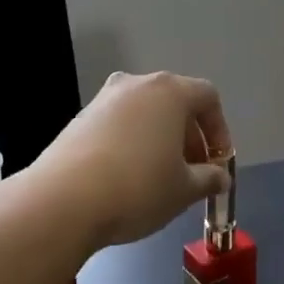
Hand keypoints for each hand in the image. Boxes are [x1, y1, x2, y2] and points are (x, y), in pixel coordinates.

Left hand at [38, 71, 231, 250]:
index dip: (220, 130)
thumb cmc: (138, 187)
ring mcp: (105, 98)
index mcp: (169, 91)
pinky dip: (132, 142)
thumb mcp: (184, 190)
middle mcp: (137, 84)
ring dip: (160, 138)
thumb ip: (209, 178)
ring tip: (161, 177)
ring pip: (145, 112)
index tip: (218, 163)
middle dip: (190, 136)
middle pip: (175, 101)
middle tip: (193, 173)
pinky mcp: (81, 117)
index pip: (208, 97)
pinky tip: (127, 177)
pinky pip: (119, 123)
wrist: (63, 199)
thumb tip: (220, 176)